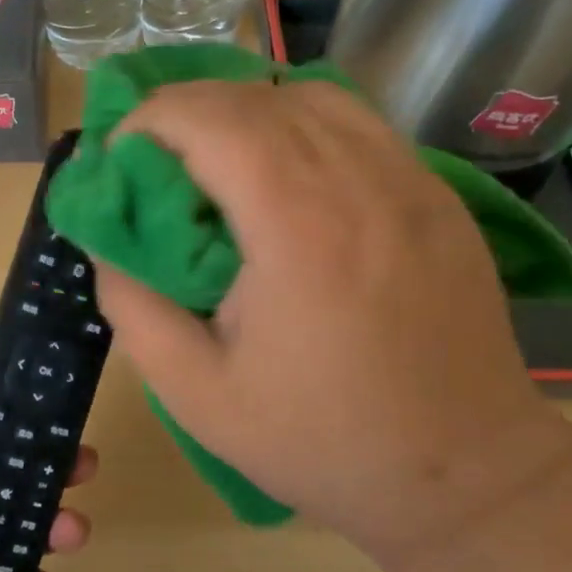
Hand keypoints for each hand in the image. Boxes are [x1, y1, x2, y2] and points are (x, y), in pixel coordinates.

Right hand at [93, 80, 569, 559]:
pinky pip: (356, 124)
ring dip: (244, 111)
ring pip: (309, 95)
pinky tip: (285, 177)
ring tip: (214, 162)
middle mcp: (360, 180)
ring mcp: (410, 180)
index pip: (211, 117)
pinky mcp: (437, 195)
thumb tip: (106, 241)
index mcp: (298, 225)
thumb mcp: (196, 393)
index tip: (120, 159)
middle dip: (185, 110)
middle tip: (153, 161)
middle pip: (255, 96)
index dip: (149, 119)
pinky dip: (300, 125)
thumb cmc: (322, 441)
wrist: (466, 476)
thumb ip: (132, 305)